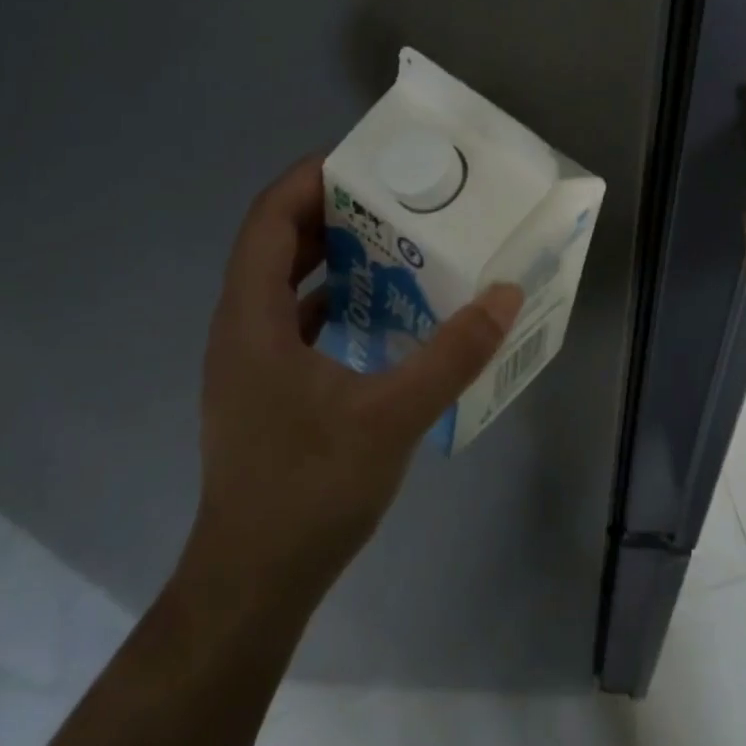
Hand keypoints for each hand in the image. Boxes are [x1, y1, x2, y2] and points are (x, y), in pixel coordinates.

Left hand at [181, 156, 522, 612]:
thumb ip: (452, 354)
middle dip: (330, 209)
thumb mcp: (392, 417)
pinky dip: (334, 296)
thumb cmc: (309, 491)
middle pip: (276, 242)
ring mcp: (249, 361)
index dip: (307, 179)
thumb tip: (504, 296)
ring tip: (393, 238)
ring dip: (332, 252)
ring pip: (284, 281)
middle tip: (392, 194)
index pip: (268, 219)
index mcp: (251, 319)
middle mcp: (240, 328)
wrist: (252, 585)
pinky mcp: (265, 387)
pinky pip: (295, 317)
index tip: (363, 160)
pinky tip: (380, 307)